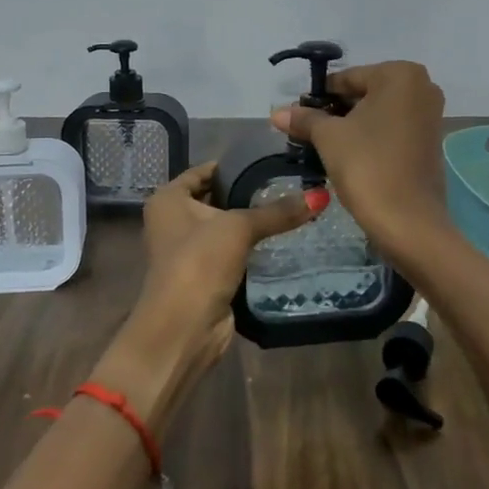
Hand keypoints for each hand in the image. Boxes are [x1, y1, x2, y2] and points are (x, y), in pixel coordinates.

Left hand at [98, 162, 311, 427]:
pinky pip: (230, 251)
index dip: (233, 165)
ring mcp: (186, 249)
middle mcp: (172, 220)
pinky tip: (278, 238)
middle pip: (214, 197)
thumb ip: (278, 211)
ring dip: (249, 222)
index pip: (203, 171)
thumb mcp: (239, 228)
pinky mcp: (203, 274)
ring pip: (223, 226)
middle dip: (245, 192)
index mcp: (168, 199)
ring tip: (289, 207)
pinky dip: (248, 246)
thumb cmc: (199, 262)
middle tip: (286, 182)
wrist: (183, 328)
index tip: (268, 160)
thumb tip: (320, 195)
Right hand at [270, 60, 453, 266]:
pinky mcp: (431, 140)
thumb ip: (305, 119)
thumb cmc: (367, 166)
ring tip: (324, 147)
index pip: (346, 78)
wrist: (408, 221)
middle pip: (364, 93)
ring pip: (378, 112)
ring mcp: (431, 114)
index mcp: (400, 74)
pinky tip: (350, 156)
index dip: (318, 98)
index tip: (297, 117)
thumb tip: (277, 112)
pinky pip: (393, 129)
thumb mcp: (329, 138)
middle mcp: (422, 86)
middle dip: (336, 112)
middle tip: (308, 134)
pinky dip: (372, 137)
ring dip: (352, 126)